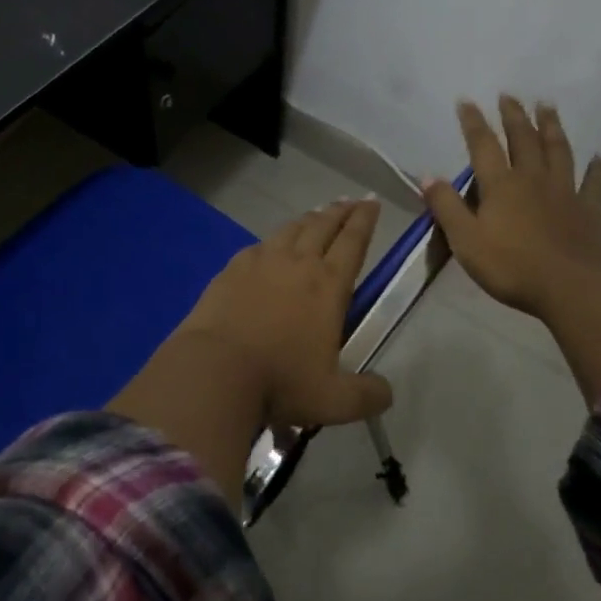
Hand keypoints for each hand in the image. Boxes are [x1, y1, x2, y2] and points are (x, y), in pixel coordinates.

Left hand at [179, 199, 392, 428]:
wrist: (215, 370)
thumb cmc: (280, 381)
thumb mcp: (334, 400)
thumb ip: (366, 396)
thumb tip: (386, 393)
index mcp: (328, 285)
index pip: (353, 242)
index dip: (365, 220)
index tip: (372, 202)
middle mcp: (297, 263)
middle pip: (323, 226)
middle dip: (340, 211)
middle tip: (351, 201)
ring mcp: (261, 262)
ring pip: (290, 229)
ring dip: (308, 219)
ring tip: (316, 215)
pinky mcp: (232, 270)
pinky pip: (258, 246)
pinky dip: (272, 241)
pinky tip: (270, 246)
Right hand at [422, 98, 600, 407]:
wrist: (572, 288)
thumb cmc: (511, 267)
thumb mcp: (466, 240)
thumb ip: (446, 207)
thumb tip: (428, 176)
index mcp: (501, 186)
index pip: (483, 146)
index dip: (473, 122)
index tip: (466, 101)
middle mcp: (533, 179)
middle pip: (523, 140)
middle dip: (514, 116)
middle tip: (509, 95)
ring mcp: (565, 192)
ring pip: (558, 151)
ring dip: (552, 127)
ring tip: (548, 106)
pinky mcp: (590, 211)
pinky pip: (594, 183)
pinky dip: (597, 169)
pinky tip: (600, 157)